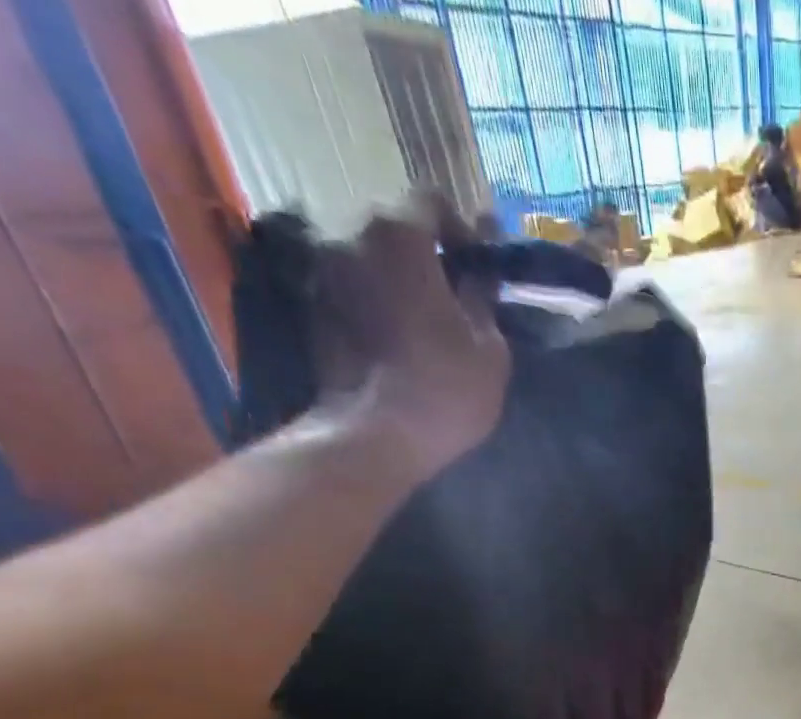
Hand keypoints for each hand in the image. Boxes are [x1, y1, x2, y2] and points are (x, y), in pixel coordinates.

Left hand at [310, 192, 511, 479]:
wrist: (373, 436)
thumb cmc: (444, 389)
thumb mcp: (488, 347)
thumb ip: (482, 295)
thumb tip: (482, 269)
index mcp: (399, 235)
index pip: (432, 201)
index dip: (462, 230)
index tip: (478, 269)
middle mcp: (350, 235)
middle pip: (395, 227)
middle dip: (426, 254)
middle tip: (455, 298)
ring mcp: (323, 270)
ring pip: (370, 257)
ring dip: (398, 278)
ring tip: (425, 321)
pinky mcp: (312, 306)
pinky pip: (353, 286)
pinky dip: (375, 300)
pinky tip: (397, 337)